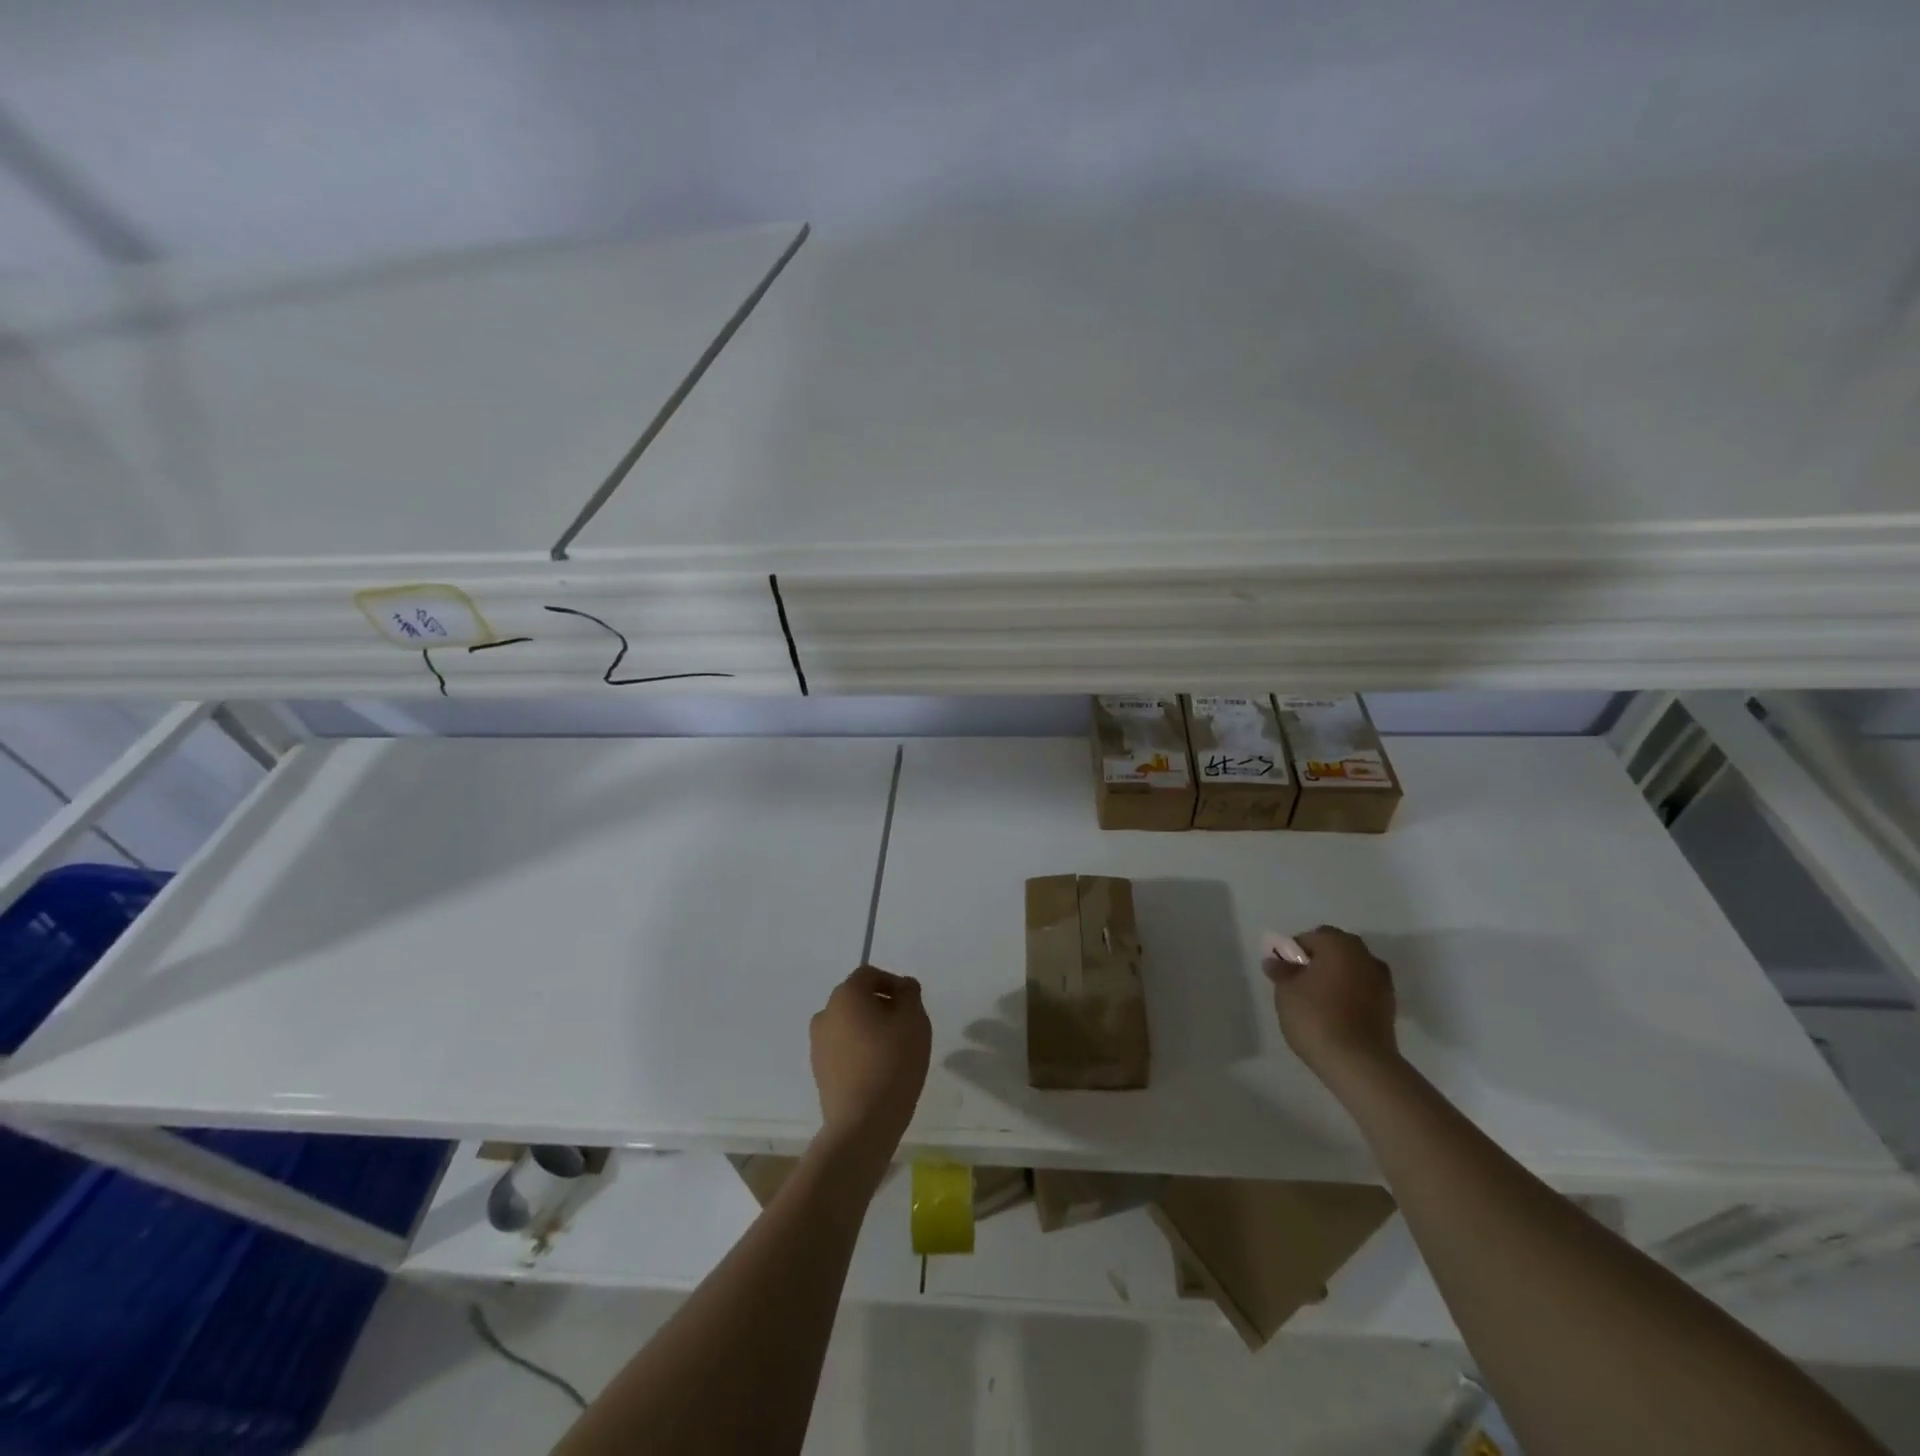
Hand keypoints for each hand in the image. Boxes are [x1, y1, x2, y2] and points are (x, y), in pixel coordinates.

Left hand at [809, 965, 931, 1166]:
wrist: (862, 1123)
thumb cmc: (892, 1062)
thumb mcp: (914, 1020)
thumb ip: (910, 994)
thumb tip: (903, 986)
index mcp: (845, 995)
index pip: (868, 974)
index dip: (892, 982)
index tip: (910, 1003)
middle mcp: (825, 1014)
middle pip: (856, 998)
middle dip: (881, 1005)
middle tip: (905, 1026)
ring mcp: (818, 1044)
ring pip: (848, 1024)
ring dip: (869, 1028)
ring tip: (893, 1051)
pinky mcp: (819, 1071)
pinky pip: (842, 1049)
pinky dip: (859, 1050)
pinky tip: (878, 1070)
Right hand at [1265, 926, 1398, 1081]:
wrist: (1359, 1063)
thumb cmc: (1316, 1017)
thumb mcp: (1286, 991)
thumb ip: (1281, 971)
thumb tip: (1275, 961)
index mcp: (1339, 944)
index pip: (1311, 938)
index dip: (1293, 952)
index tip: (1283, 972)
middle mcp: (1365, 956)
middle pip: (1335, 950)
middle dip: (1317, 962)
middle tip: (1298, 984)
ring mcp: (1382, 982)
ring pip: (1351, 971)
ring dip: (1335, 979)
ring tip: (1317, 1002)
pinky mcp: (1389, 1008)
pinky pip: (1362, 991)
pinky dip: (1349, 996)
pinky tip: (1335, 1015)